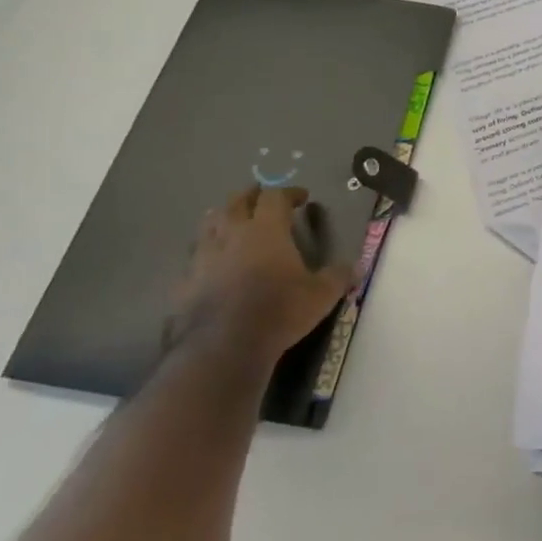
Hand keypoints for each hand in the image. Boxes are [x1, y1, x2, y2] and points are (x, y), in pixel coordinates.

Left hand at [173, 184, 354, 358]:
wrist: (223, 348)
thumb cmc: (279, 311)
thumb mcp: (321, 295)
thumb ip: (339, 276)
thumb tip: (357, 267)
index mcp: (266, 229)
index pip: (275, 196)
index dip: (289, 192)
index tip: (301, 197)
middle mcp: (232, 234)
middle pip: (236, 201)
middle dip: (251, 195)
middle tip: (262, 199)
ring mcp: (203, 256)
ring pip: (208, 223)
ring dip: (223, 218)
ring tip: (232, 223)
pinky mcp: (184, 281)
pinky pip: (194, 257)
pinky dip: (205, 254)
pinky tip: (212, 265)